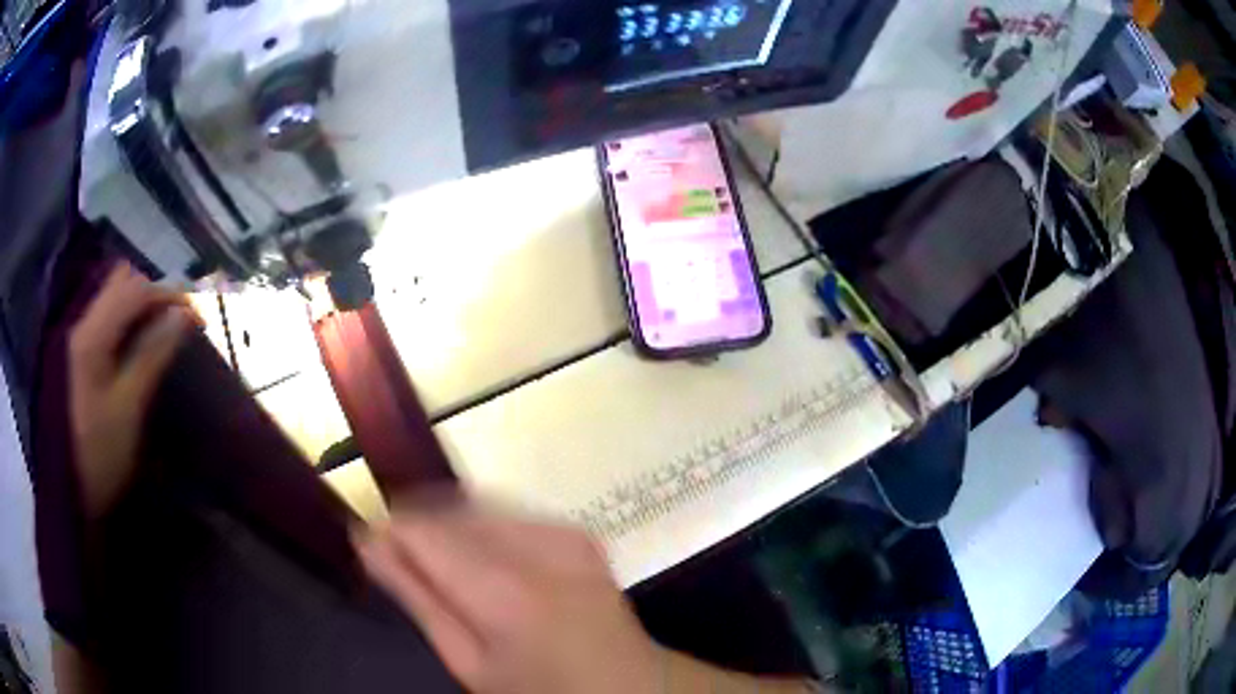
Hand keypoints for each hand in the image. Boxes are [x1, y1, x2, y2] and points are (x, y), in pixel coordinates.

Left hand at [69, 263, 196, 520]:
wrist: (67, 493)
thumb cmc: (98, 454)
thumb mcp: (127, 408)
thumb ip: (152, 354)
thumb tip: (183, 313)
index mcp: (92, 334)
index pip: (135, 289)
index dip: (168, 296)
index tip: (196, 318)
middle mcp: (81, 323)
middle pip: (120, 283)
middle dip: (152, 296)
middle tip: (174, 326)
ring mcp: (76, 338)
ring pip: (111, 297)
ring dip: (138, 308)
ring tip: (158, 335)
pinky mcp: (75, 355)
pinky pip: (104, 319)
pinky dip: (124, 323)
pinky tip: (133, 347)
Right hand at [355, 500, 818, 693]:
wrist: (630, 685)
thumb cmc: (541, 690)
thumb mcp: (469, 662)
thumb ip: (418, 599)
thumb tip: (368, 542)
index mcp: (503, 589)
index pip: (420, 528)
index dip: (388, 531)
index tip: (371, 545)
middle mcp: (537, 544)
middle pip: (448, 508)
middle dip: (418, 527)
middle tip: (404, 563)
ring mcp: (565, 531)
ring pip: (476, 504)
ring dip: (450, 527)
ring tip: (445, 568)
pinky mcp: (577, 531)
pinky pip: (510, 512)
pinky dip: (484, 527)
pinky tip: (484, 562)